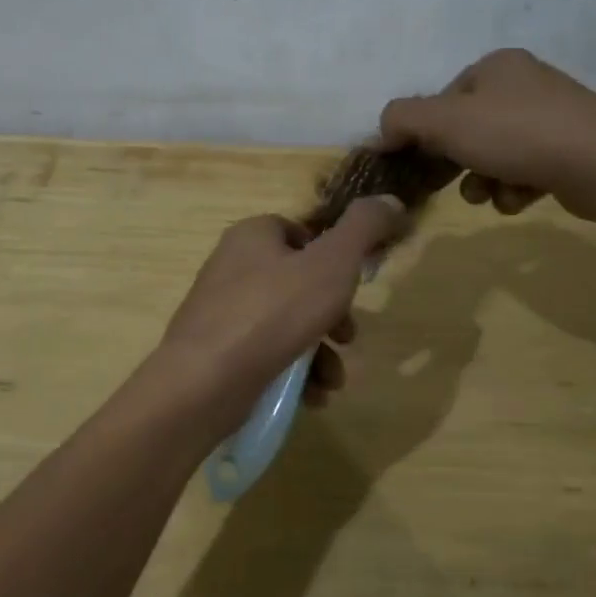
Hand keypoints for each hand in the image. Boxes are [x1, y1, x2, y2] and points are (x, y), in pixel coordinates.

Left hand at [161, 198, 404, 406]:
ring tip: (332, 379)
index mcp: (252, 235)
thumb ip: (365, 228)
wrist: (203, 382)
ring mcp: (221, 312)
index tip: (354, 286)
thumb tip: (392, 200)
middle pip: (299, 284)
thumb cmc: (272, 313)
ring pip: (287, 325)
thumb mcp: (332, 264)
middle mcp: (232, 267)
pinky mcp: (217, 352)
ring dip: (319, 352)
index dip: (334, 259)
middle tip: (349, 338)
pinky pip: (266, 354)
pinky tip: (311, 396)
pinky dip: (293, 372)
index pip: (301, 234)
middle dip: (333, 316)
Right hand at [379, 48, 595, 221]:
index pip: (442, 100)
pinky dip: (515, 187)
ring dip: (484, 180)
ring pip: (495, 154)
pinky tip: (522, 198)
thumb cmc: (517, 135)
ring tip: (491, 195)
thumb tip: (381, 131)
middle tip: (452, 185)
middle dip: (457, 162)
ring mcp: (552, 117)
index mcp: (496, 66)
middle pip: (468, 129)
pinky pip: (525, 169)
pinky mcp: (570, 150)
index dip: (425, 134)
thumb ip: (402, 119)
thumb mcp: (445, 121)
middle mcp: (524, 84)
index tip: (420, 164)